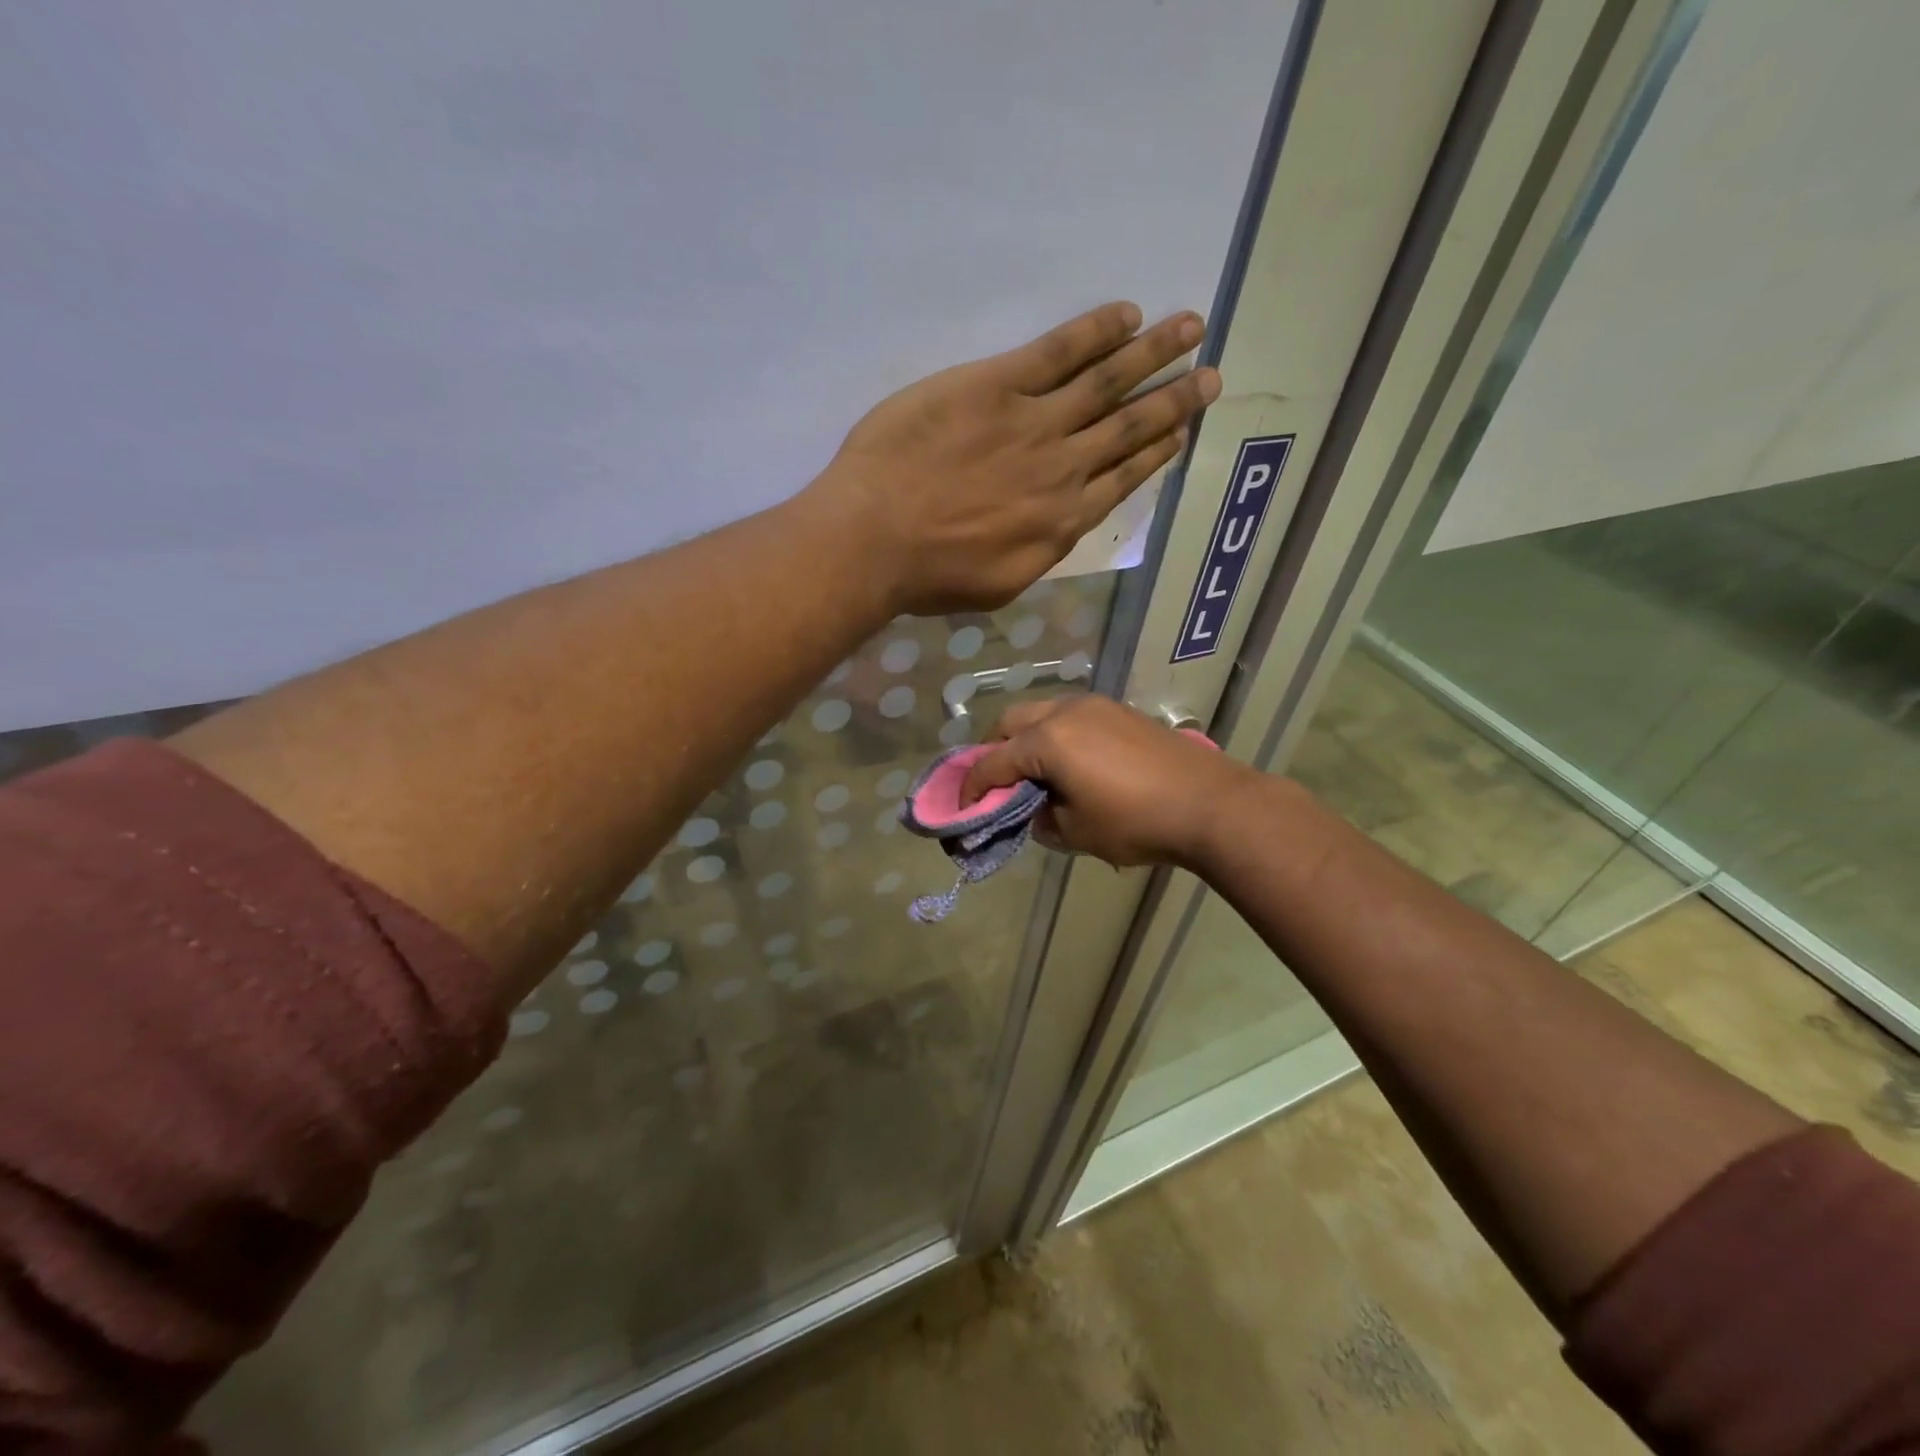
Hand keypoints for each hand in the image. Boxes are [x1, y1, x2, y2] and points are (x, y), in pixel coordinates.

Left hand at [807, 303, 1220, 615]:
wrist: (876, 540)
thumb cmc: (929, 576)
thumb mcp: (999, 583)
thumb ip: (1037, 552)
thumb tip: (1057, 527)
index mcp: (1062, 523)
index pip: (1122, 478)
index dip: (1157, 452)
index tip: (1183, 432)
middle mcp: (1063, 469)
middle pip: (1129, 427)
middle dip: (1175, 399)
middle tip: (1212, 374)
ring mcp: (1034, 423)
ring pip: (1107, 382)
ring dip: (1154, 353)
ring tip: (1190, 327)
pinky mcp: (997, 386)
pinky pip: (1058, 351)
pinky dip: (1096, 331)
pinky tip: (1126, 315)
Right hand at [960, 696, 1253, 868]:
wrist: (1210, 803)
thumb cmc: (1135, 822)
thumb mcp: (1076, 832)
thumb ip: (1042, 819)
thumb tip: (1035, 810)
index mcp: (1047, 740)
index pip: (994, 763)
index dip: (972, 787)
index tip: (961, 807)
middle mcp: (1065, 712)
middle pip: (1011, 722)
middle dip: (995, 751)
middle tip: (996, 784)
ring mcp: (1096, 706)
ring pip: (1042, 713)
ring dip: (1027, 739)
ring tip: (1033, 772)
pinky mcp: (1120, 711)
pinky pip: (1071, 716)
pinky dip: (1056, 735)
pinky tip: (1070, 763)